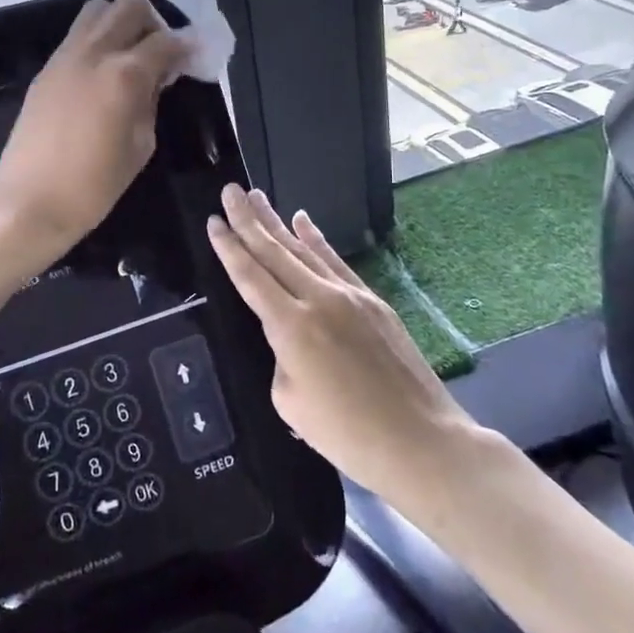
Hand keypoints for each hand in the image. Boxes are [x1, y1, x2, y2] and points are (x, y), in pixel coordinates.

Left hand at [0, 0, 191, 255]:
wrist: (29, 202)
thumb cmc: (93, 186)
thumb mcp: (140, 146)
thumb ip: (151, 102)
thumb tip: (157, 78)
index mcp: (124, 74)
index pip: (166, 41)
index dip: (188, 45)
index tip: (198, 55)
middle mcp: (94, 52)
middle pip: (130, 6)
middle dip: (154, 22)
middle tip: (161, 53)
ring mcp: (65, 57)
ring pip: (97, 11)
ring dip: (121, 24)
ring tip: (130, 57)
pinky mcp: (46, 70)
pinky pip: (77, 36)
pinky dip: (97, 41)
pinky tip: (103, 74)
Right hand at [206, 186, 474, 506]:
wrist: (420, 441)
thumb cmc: (347, 434)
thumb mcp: (290, 402)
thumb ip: (281, 359)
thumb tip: (290, 340)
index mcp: (291, 327)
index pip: (250, 277)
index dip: (229, 248)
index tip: (213, 221)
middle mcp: (318, 300)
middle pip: (275, 252)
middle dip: (248, 220)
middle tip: (230, 191)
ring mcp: (349, 296)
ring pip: (304, 250)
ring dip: (278, 222)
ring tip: (258, 197)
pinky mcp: (373, 301)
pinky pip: (336, 262)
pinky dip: (317, 240)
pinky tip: (303, 221)